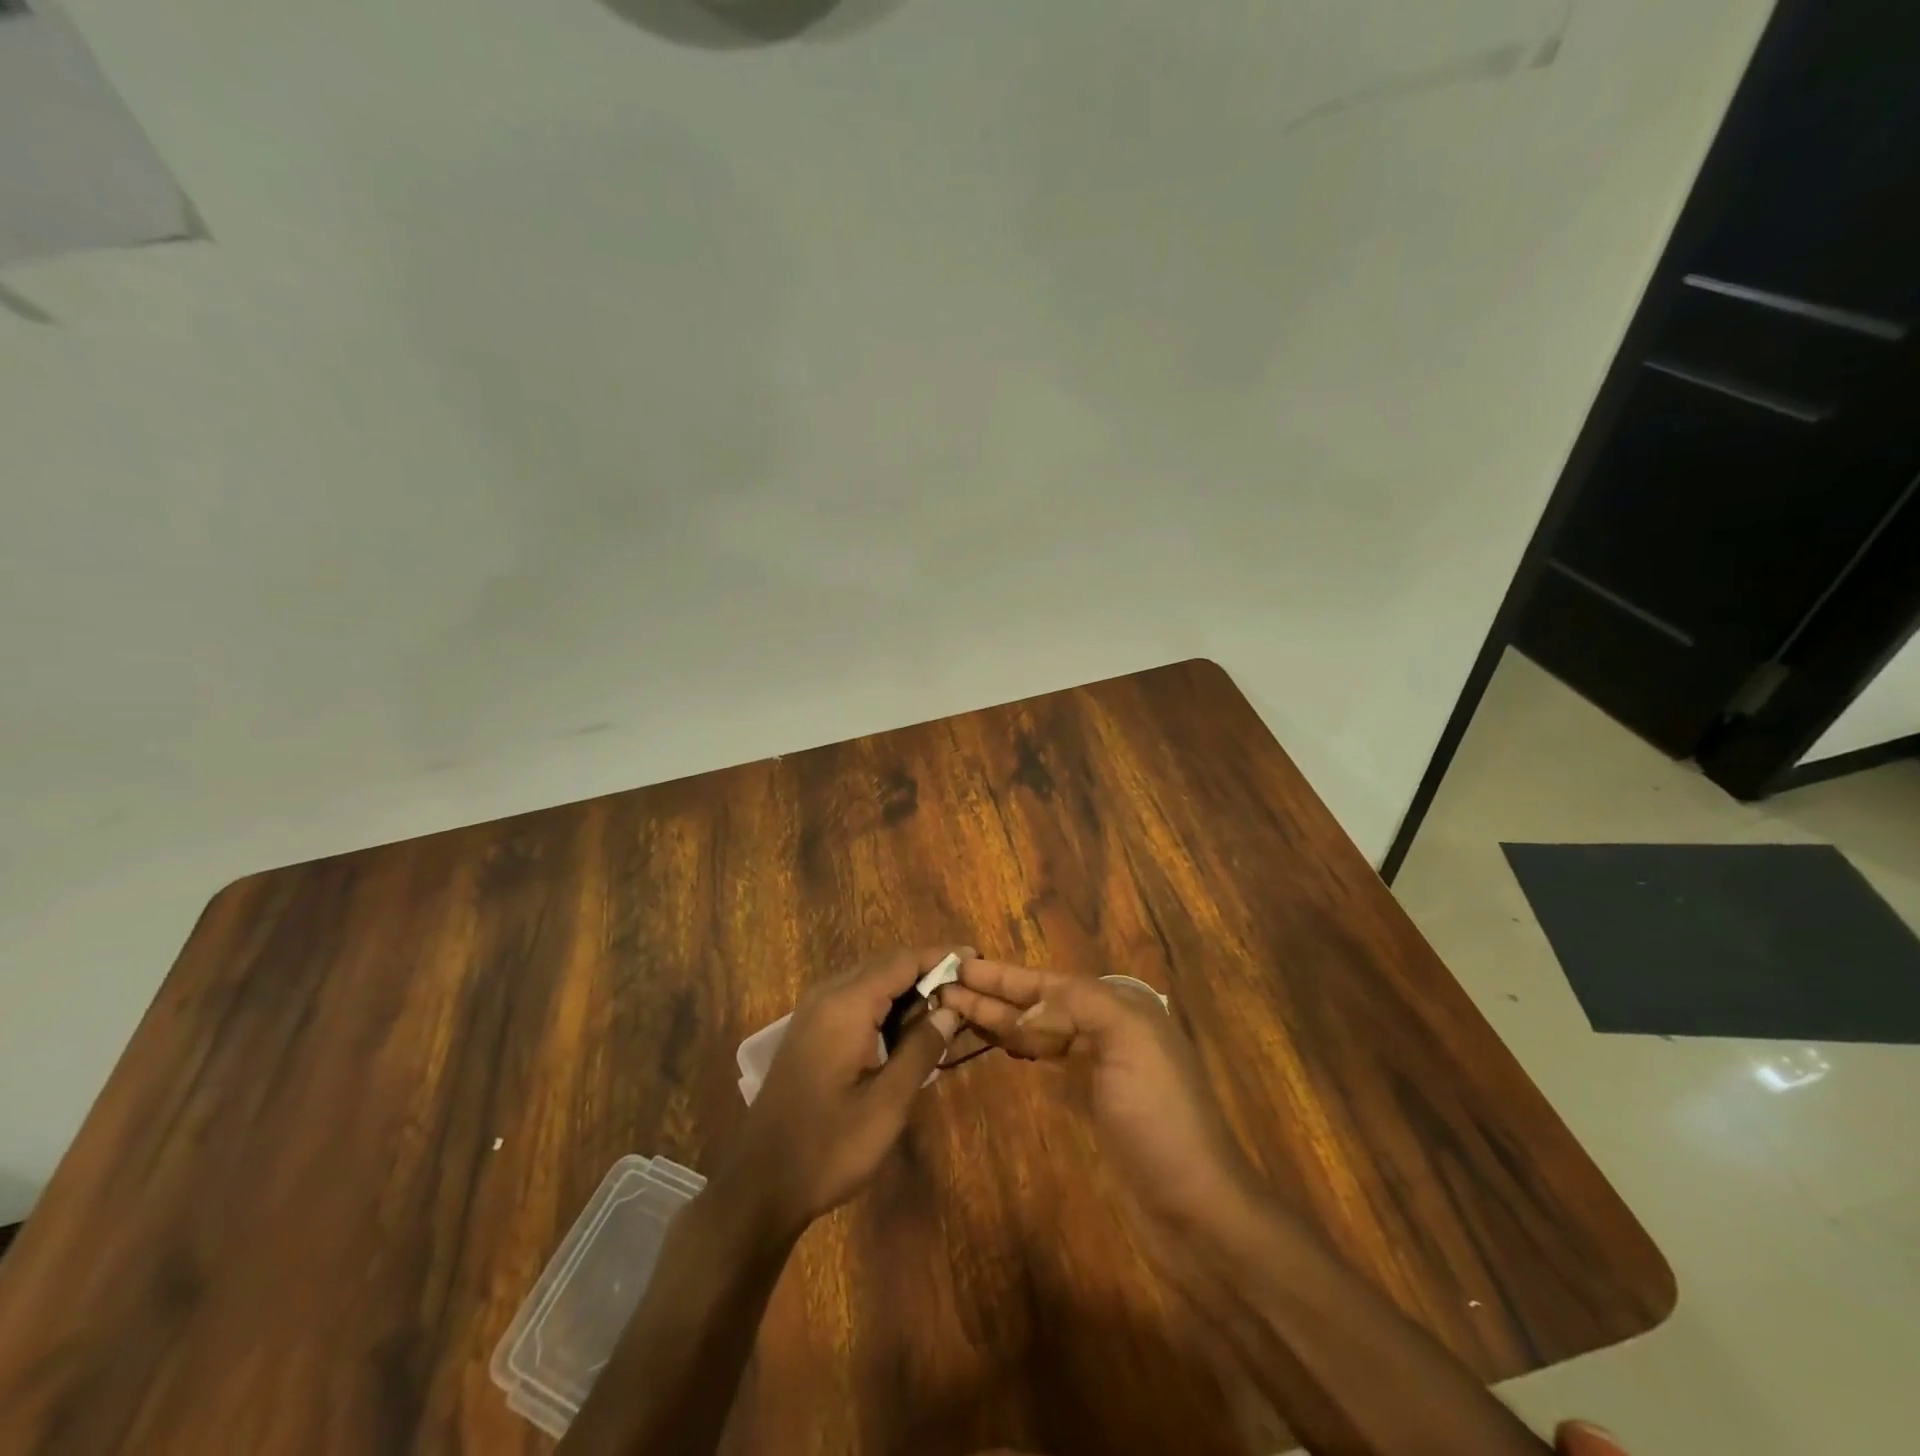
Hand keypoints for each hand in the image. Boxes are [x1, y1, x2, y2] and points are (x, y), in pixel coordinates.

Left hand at [716, 947, 972, 1232]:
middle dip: (926, 971)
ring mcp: (813, 1012)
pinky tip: (905, 1028)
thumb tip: (949, 1011)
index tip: (976, 958)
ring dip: (906, 988)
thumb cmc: (829, 1147)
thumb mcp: (887, 1104)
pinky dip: (884, 1003)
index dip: (940, 957)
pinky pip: (853, 999)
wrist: (760, 1185)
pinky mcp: (808, 1031)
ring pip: (869, 981)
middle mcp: (827, 996)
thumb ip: (920, 1050)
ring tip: (944, 1008)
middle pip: (885, 965)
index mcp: (847, 1005)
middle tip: (966, 989)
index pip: (902, 961)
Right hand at [939, 961, 1255, 1236]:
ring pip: (1040, 1031)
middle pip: (1040, 1004)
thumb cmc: (1160, 1117)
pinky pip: (1047, 1062)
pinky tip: (1000, 1042)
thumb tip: (1025, 1013)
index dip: (1004, 975)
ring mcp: (1100, 1068)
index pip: (1050, 981)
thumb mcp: (1128, 1040)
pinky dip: (1021, 1048)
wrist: (1195, 1207)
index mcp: (1121, 1006)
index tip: (962, 965)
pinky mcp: (1091, 1104)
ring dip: (1001, 1018)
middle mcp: (1109, 1029)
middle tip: (945, 986)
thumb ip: (1076, 1006)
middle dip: (994, 994)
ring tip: (958, 1008)